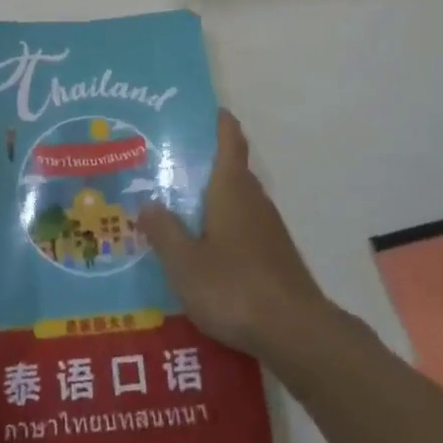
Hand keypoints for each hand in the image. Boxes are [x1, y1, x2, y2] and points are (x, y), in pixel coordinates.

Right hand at [139, 110, 331, 358]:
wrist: (295, 332)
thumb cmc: (234, 286)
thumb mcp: (185, 262)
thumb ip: (164, 231)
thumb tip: (146, 202)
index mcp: (231, 189)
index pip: (230, 141)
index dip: (220, 122)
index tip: (206, 109)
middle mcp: (253, 200)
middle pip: (232, 170)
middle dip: (206, 163)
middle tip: (170, 165)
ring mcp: (269, 229)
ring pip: (238, 201)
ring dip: (214, 199)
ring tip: (180, 208)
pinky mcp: (275, 257)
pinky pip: (244, 228)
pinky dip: (224, 227)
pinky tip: (205, 251)